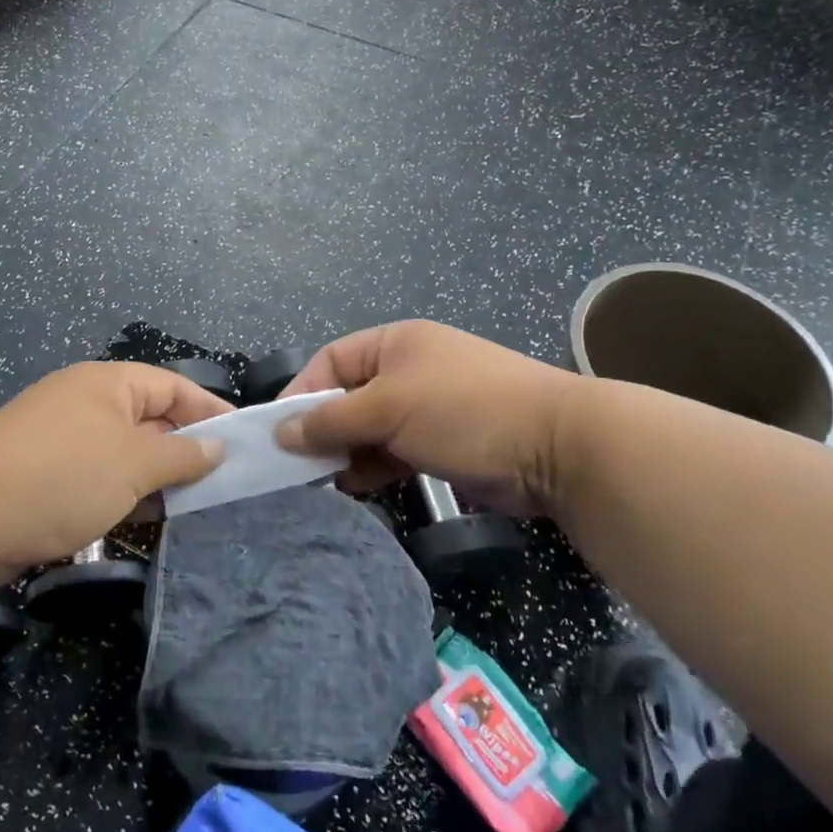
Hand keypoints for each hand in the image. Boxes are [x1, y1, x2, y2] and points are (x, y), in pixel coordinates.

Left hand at [0, 362, 230, 585]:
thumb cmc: (58, 478)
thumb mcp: (131, 465)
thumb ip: (181, 456)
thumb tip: (218, 447)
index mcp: (108, 384)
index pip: (173, 387)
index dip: (211, 411)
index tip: (245, 441)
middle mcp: (88, 403)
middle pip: (152, 419)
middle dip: (187, 449)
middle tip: (228, 482)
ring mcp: (65, 439)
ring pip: (127, 453)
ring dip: (158, 477)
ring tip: (199, 506)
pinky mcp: (48, 474)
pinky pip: (102, 476)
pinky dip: (127, 494)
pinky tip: (152, 520)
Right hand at [275, 320, 585, 514]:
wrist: (556, 448)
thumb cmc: (463, 410)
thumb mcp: (389, 407)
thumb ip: (332, 420)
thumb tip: (281, 432)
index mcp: (394, 343)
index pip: (330, 361)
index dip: (301, 393)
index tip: (276, 432)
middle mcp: (408, 370)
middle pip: (348, 397)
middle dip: (322, 428)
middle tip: (295, 465)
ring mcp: (427, 408)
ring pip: (369, 429)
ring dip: (346, 453)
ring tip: (322, 481)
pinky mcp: (443, 443)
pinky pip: (393, 453)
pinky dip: (373, 468)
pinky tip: (355, 488)